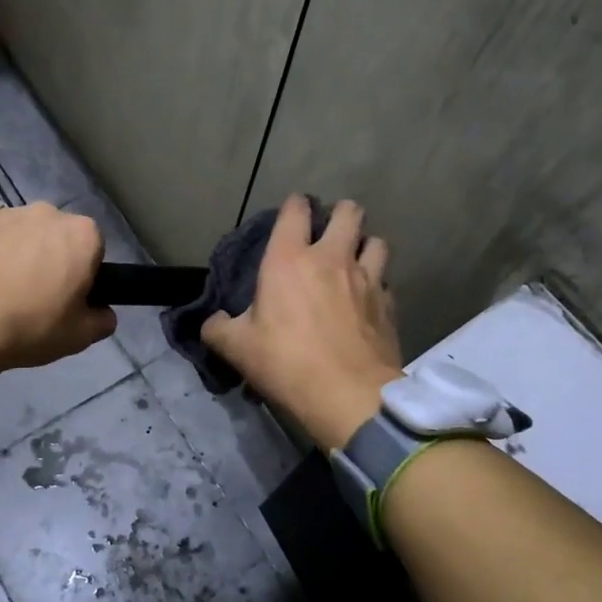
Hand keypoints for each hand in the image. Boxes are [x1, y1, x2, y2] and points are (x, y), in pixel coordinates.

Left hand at [0, 202, 114, 415]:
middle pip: (56, 235)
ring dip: (17, 253)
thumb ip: (102, 321)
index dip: (84, 273)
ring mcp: (3, 213)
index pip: (94, 248)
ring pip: (19, 233)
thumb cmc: (29, 326)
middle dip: (50, 257)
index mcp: (81, 234)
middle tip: (35, 296)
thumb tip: (103, 313)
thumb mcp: (79, 337)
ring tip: (0, 291)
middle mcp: (45, 213)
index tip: (69, 297)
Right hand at [202, 195, 402, 451]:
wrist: (348, 396)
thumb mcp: (236, 348)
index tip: (292, 214)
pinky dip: (377, 283)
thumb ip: (218, 329)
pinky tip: (367, 299)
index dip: (294, 205)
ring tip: (355, 260)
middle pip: (349, 212)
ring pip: (376, 241)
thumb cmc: (286, 363)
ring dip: (364, 244)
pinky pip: (386, 281)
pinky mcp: (388, 305)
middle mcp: (332, 258)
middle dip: (340, 214)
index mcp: (289, 259)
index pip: (295, 210)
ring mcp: (367, 279)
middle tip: (329, 231)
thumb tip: (213, 322)